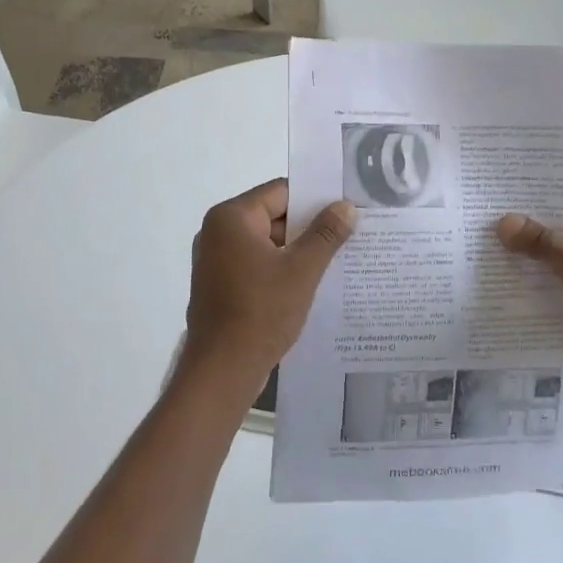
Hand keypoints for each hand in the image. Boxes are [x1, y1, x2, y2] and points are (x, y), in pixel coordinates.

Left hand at [184, 179, 355, 396]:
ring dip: (296, 250)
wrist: (221, 371)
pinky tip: (308, 283)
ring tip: (336, 258)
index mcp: (232, 217)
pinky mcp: (218, 285)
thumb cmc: (261, 312)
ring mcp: (215, 260)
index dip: (316, 198)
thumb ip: (326, 233)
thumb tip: (346, 206)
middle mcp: (217, 231)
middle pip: (273, 215)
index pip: (281, 192)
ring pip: (266, 242)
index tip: (346, 208)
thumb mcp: (302, 270)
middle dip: (309, 226)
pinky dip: (279, 269)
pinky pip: (255, 264)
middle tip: (348, 233)